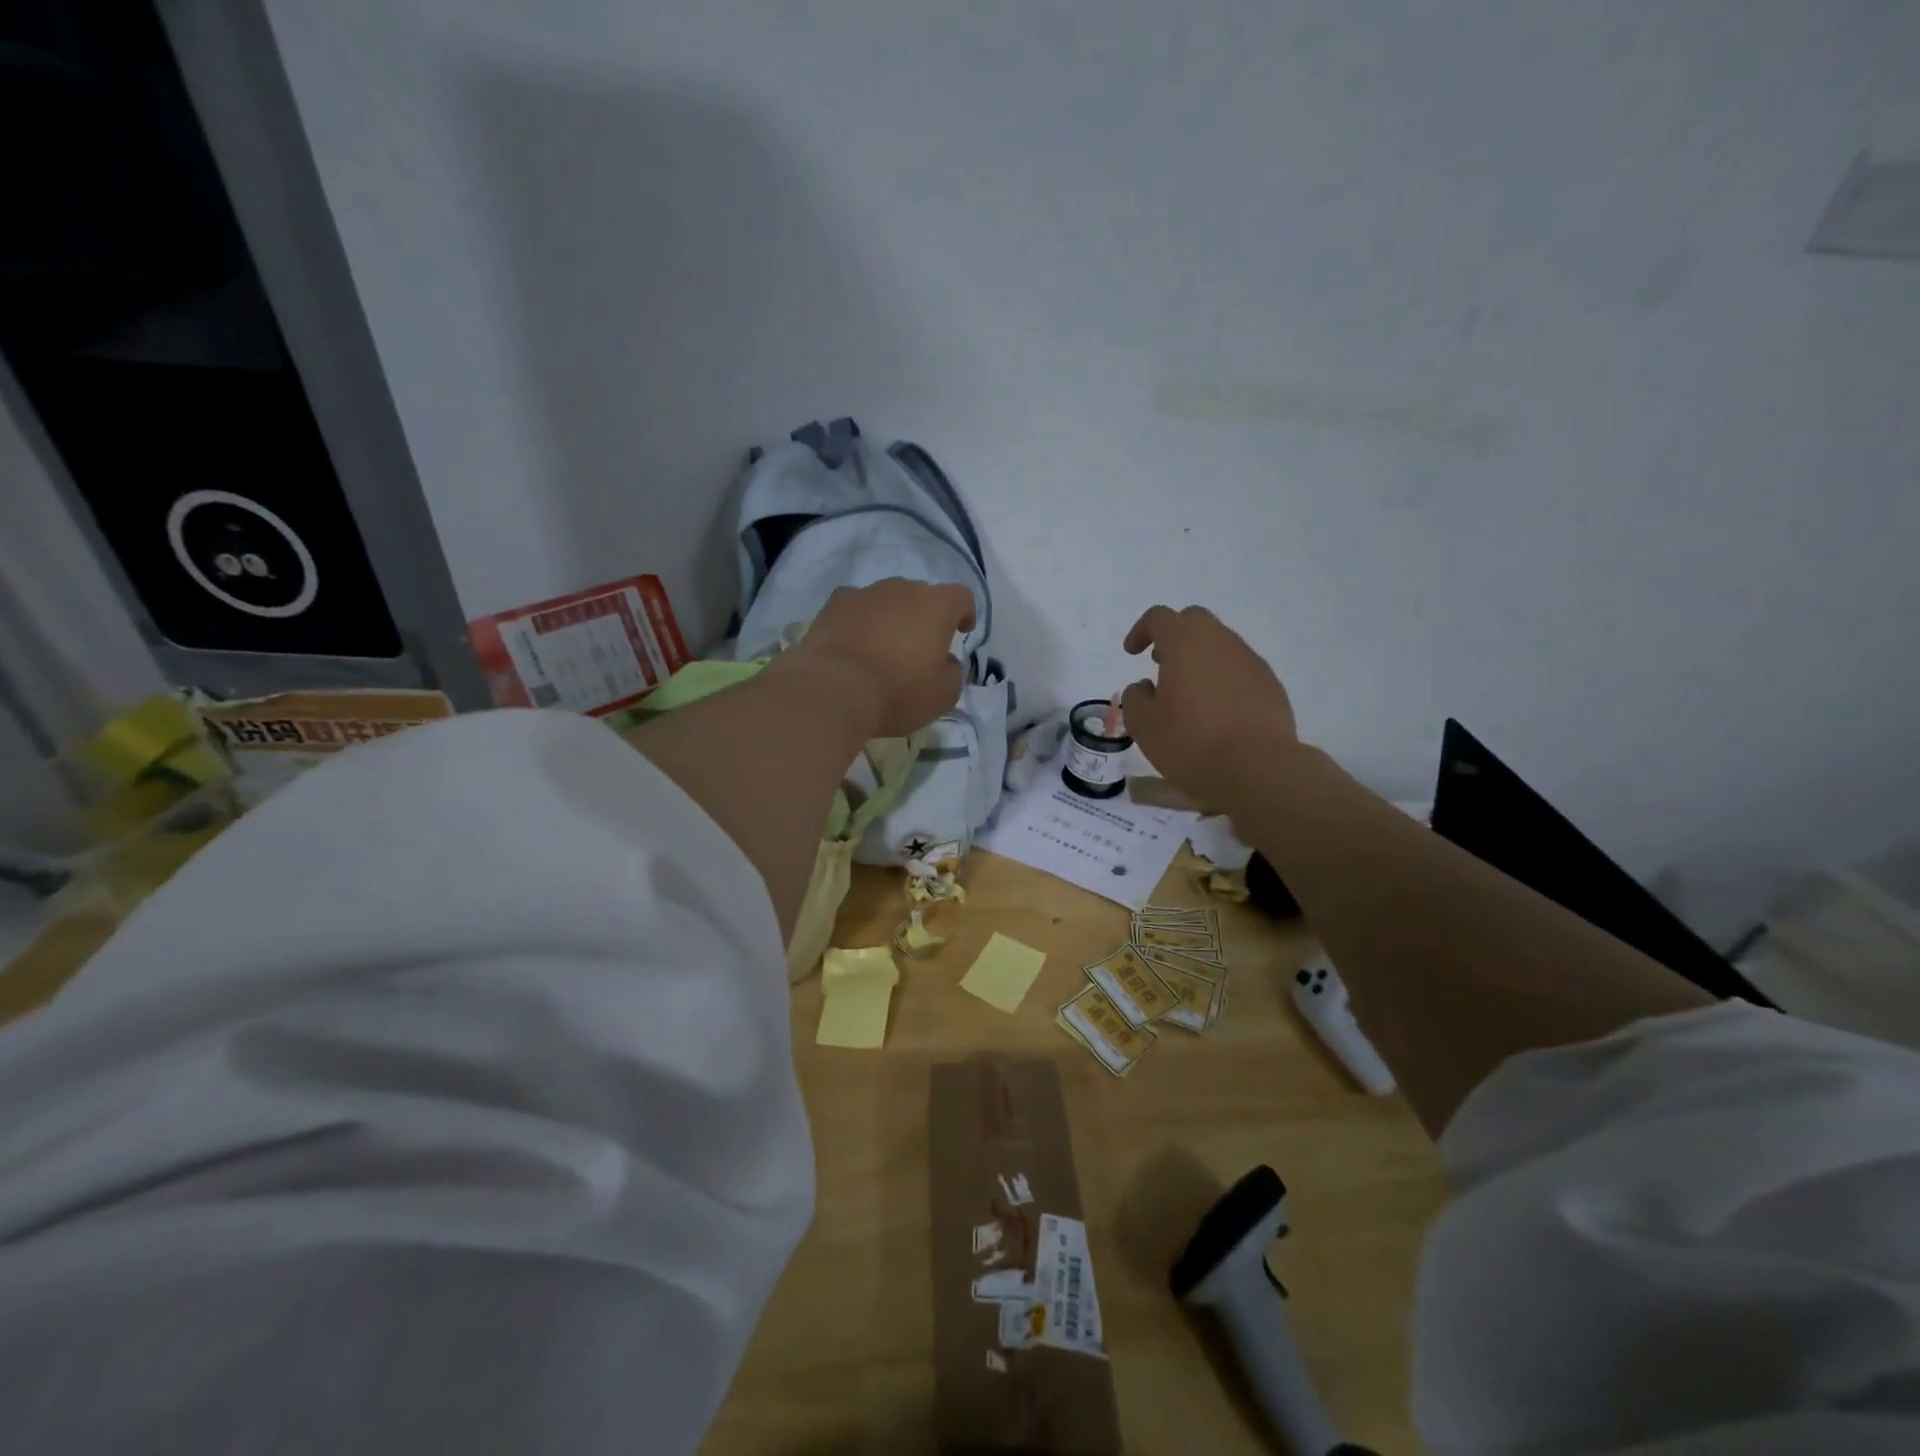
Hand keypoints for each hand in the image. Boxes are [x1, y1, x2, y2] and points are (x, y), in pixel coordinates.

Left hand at [784, 579, 974, 737]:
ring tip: (884, 648)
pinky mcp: (835, 603)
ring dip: (892, 618)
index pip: (961, 597)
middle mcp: (903, 589)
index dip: (965, 613)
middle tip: (920, 648)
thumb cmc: (898, 692)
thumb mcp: (943, 695)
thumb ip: (953, 673)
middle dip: (925, 617)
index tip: (961, 632)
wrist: (834, 689)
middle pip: (922, 596)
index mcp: (937, 606)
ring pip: (888, 600)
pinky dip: (860, 620)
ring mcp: (867, 593)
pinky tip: (854, 643)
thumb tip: (945, 662)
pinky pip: (856, 606)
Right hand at [1121, 605, 1297, 801]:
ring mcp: (1250, 661)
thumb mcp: (1143, 725)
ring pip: (1220, 644)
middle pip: (1194, 620)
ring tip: (1189, 693)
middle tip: (1161, 664)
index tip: (1132, 653)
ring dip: (1200, 658)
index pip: (1159, 617)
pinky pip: (1240, 668)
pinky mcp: (1270, 684)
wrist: (1258, 769)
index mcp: (1184, 643)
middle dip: (1174, 636)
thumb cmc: (1190, 743)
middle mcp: (1220, 642)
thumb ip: (1136, 698)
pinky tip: (1218, 710)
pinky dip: (1223, 678)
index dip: (1141, 631)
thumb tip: (1145, 687)